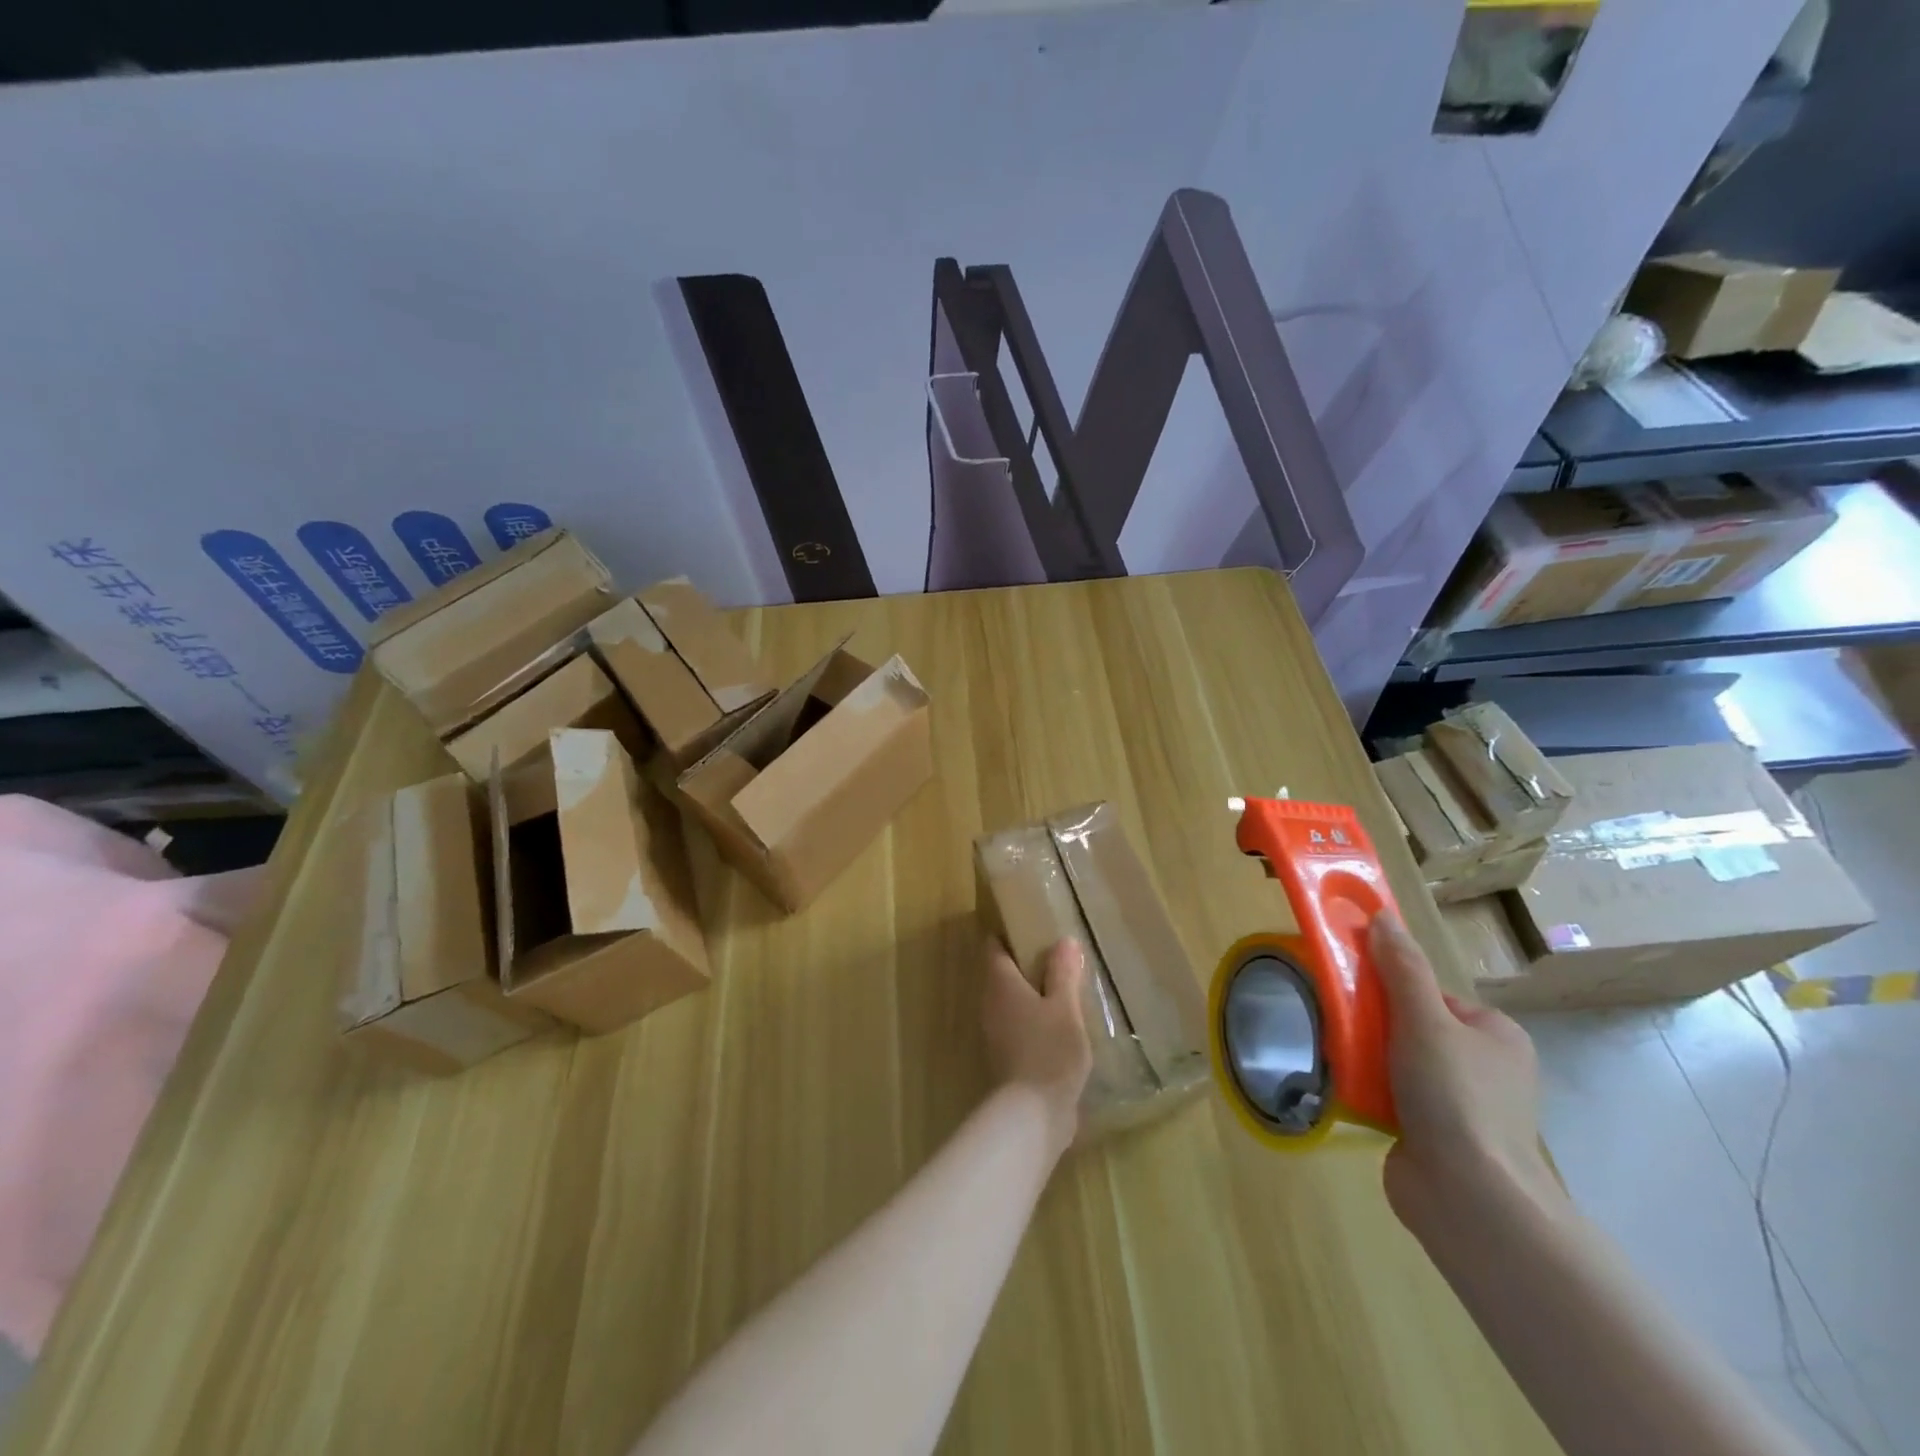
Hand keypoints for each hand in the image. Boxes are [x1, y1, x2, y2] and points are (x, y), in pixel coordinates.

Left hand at [982, 938, 1092, 1157]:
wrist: (1033, 1115)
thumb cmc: (1049, 1050)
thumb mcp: (1064, 1007)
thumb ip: (1063, 973)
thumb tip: (1064, 941)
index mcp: (999, 984)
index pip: (994, 947)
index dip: (1009, 934)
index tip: (1032, 927)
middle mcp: (989, 1004)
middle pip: (1002, 974)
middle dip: (1026, 964)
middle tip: (1058, 957)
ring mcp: (994, 1033)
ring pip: (1011, 1002)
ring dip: (1032, 995)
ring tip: (1064, 990)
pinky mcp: (1005, 1057)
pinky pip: (1018, 1026)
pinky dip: (1034, 1020)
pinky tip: (1060, 1026)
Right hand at [1369, 914, 1561, 1232]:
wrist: (1470, 1199)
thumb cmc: (1456, 1097)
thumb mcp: (1425, 1020)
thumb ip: (1402, 969)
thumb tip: (1382, 917)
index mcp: (1495, 1035)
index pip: (1431, 994)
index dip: (1392, 989)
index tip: (1356, 992)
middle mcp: (1485, 1068)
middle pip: (1412, 1026)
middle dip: (1374, 1026)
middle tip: (1338, 1023)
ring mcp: (1462, 1106)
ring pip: (1399, 1062)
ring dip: (1366, 1058)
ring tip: (1334, 1055)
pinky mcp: (1436, 1137)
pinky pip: (1393, 1097)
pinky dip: (1368, 1091)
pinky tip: (1344, 1089)